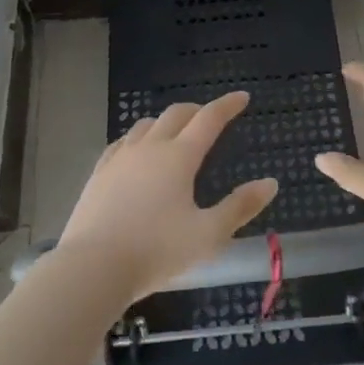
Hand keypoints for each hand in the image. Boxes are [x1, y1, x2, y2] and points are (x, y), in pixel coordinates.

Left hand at [57, 92, 278, 301]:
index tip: (242, 97)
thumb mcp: (209, 235)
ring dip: (166, 122)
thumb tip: (270, 183)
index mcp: (179, 157)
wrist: (93, 267)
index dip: (227, 105)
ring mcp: (120, 158)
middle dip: (197, 110)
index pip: (209, 119)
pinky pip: (122, 143)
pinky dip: (138, 139)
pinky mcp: (99, 173)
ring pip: (146, 125)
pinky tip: (137, 152)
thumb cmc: (157, 251)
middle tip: (210, 117)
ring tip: (175, 134)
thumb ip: (240, 207)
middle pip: (176, 114)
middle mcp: (150, 147)